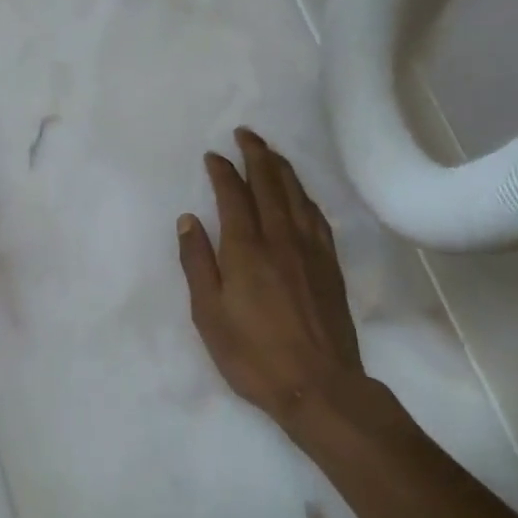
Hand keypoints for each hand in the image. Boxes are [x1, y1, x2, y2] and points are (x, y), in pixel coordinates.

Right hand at [179, 129, 383, 429]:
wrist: (318, 384)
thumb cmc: (252, 353)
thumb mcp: (208, 313)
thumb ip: (197, 262)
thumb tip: (188, 219)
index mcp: (245, 248)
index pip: (233, 195)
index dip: (222, 170)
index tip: (212, 155)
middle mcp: (280, 238)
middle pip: (269, 183)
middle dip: (256, 154)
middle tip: (245, 133)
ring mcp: (310, 249)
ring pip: (296, 194)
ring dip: (281, 167)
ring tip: (269, 151)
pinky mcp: (329, 263)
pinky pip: (316, 214)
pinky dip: (303, 194)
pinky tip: (299, 192)